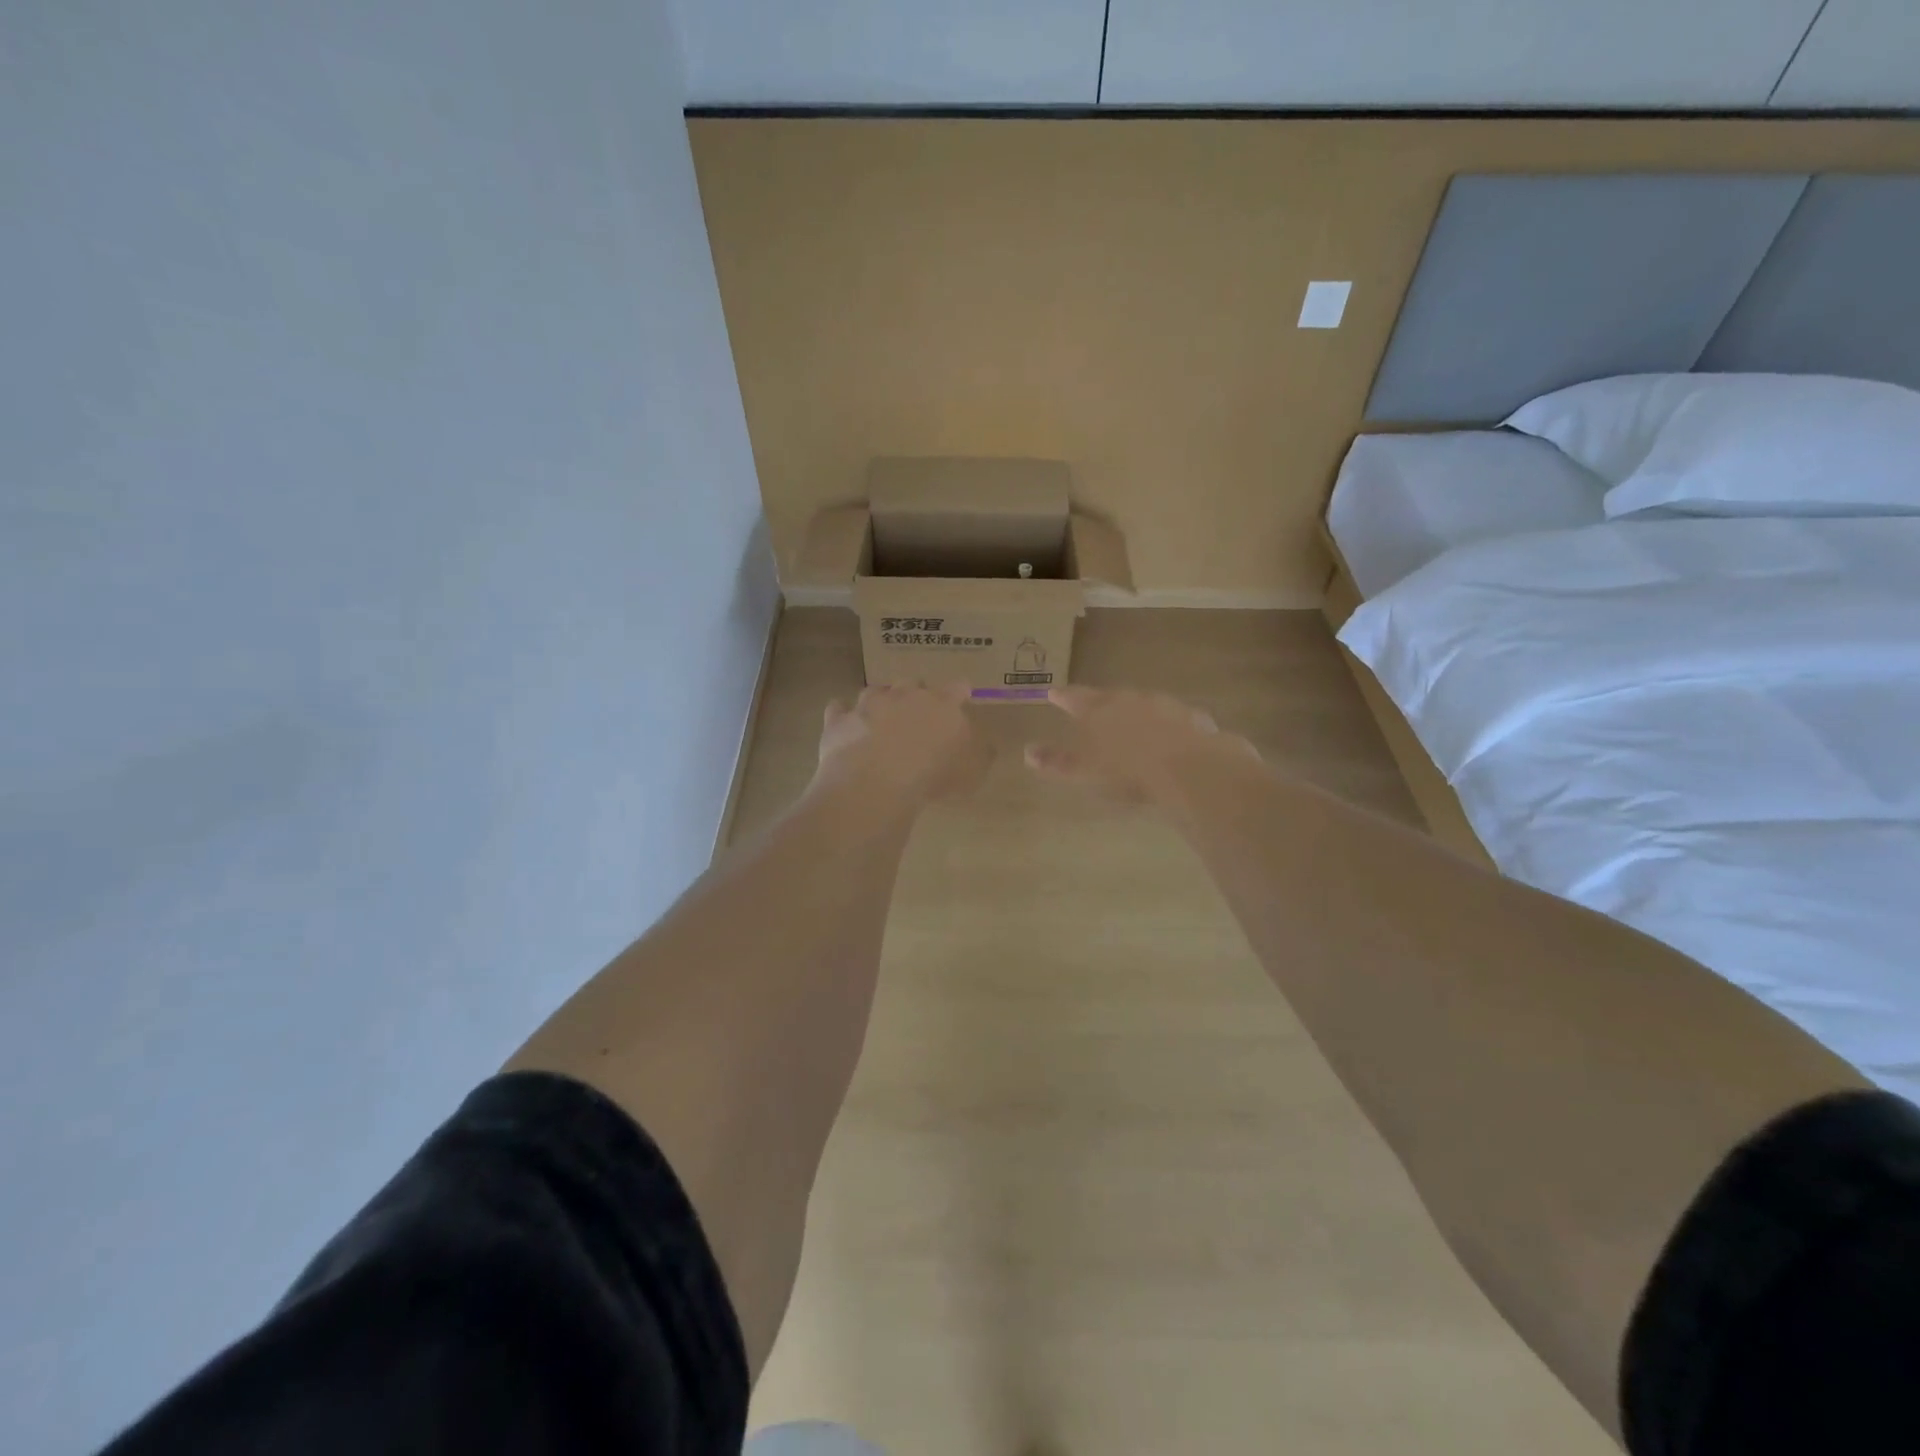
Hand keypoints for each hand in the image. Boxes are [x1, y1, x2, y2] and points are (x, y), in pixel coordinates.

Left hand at [813, 682, 992, 803]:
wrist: (876, 782)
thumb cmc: (932, 776)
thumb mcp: (971, 773)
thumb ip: (980, 755)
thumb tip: (985, 746)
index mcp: (942, 704)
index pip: (956, 689)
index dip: (958, 693)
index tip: (960, 698)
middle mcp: (905, 695)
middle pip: (912, 684)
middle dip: (915, 695)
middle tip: (916, 715)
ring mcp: (868, 704)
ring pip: (875, 691)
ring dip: (879, 701)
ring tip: (880, 718)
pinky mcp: (840, 720)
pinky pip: (839, 709)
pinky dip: (843, 715)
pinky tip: (845, 724)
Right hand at [1025, 686, 1259, 805]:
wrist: (1192, 770)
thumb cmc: (1129, 771)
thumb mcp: (1086, 772)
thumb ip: (1057, 762)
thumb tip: (1027, 752)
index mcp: (1101, 709)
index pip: (1075, 698)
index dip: (1064, 697)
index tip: (1053, 692)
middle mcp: (1132, 699)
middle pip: (1112, 696)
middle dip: (1102, 701)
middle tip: (1095, 706)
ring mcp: (1166, 706)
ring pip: (1145, 704)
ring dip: (1137, 711)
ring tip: (1133, 723)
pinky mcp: (1194, 719)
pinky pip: (1175, 720)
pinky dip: (1168, 726)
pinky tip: (1171, 740)